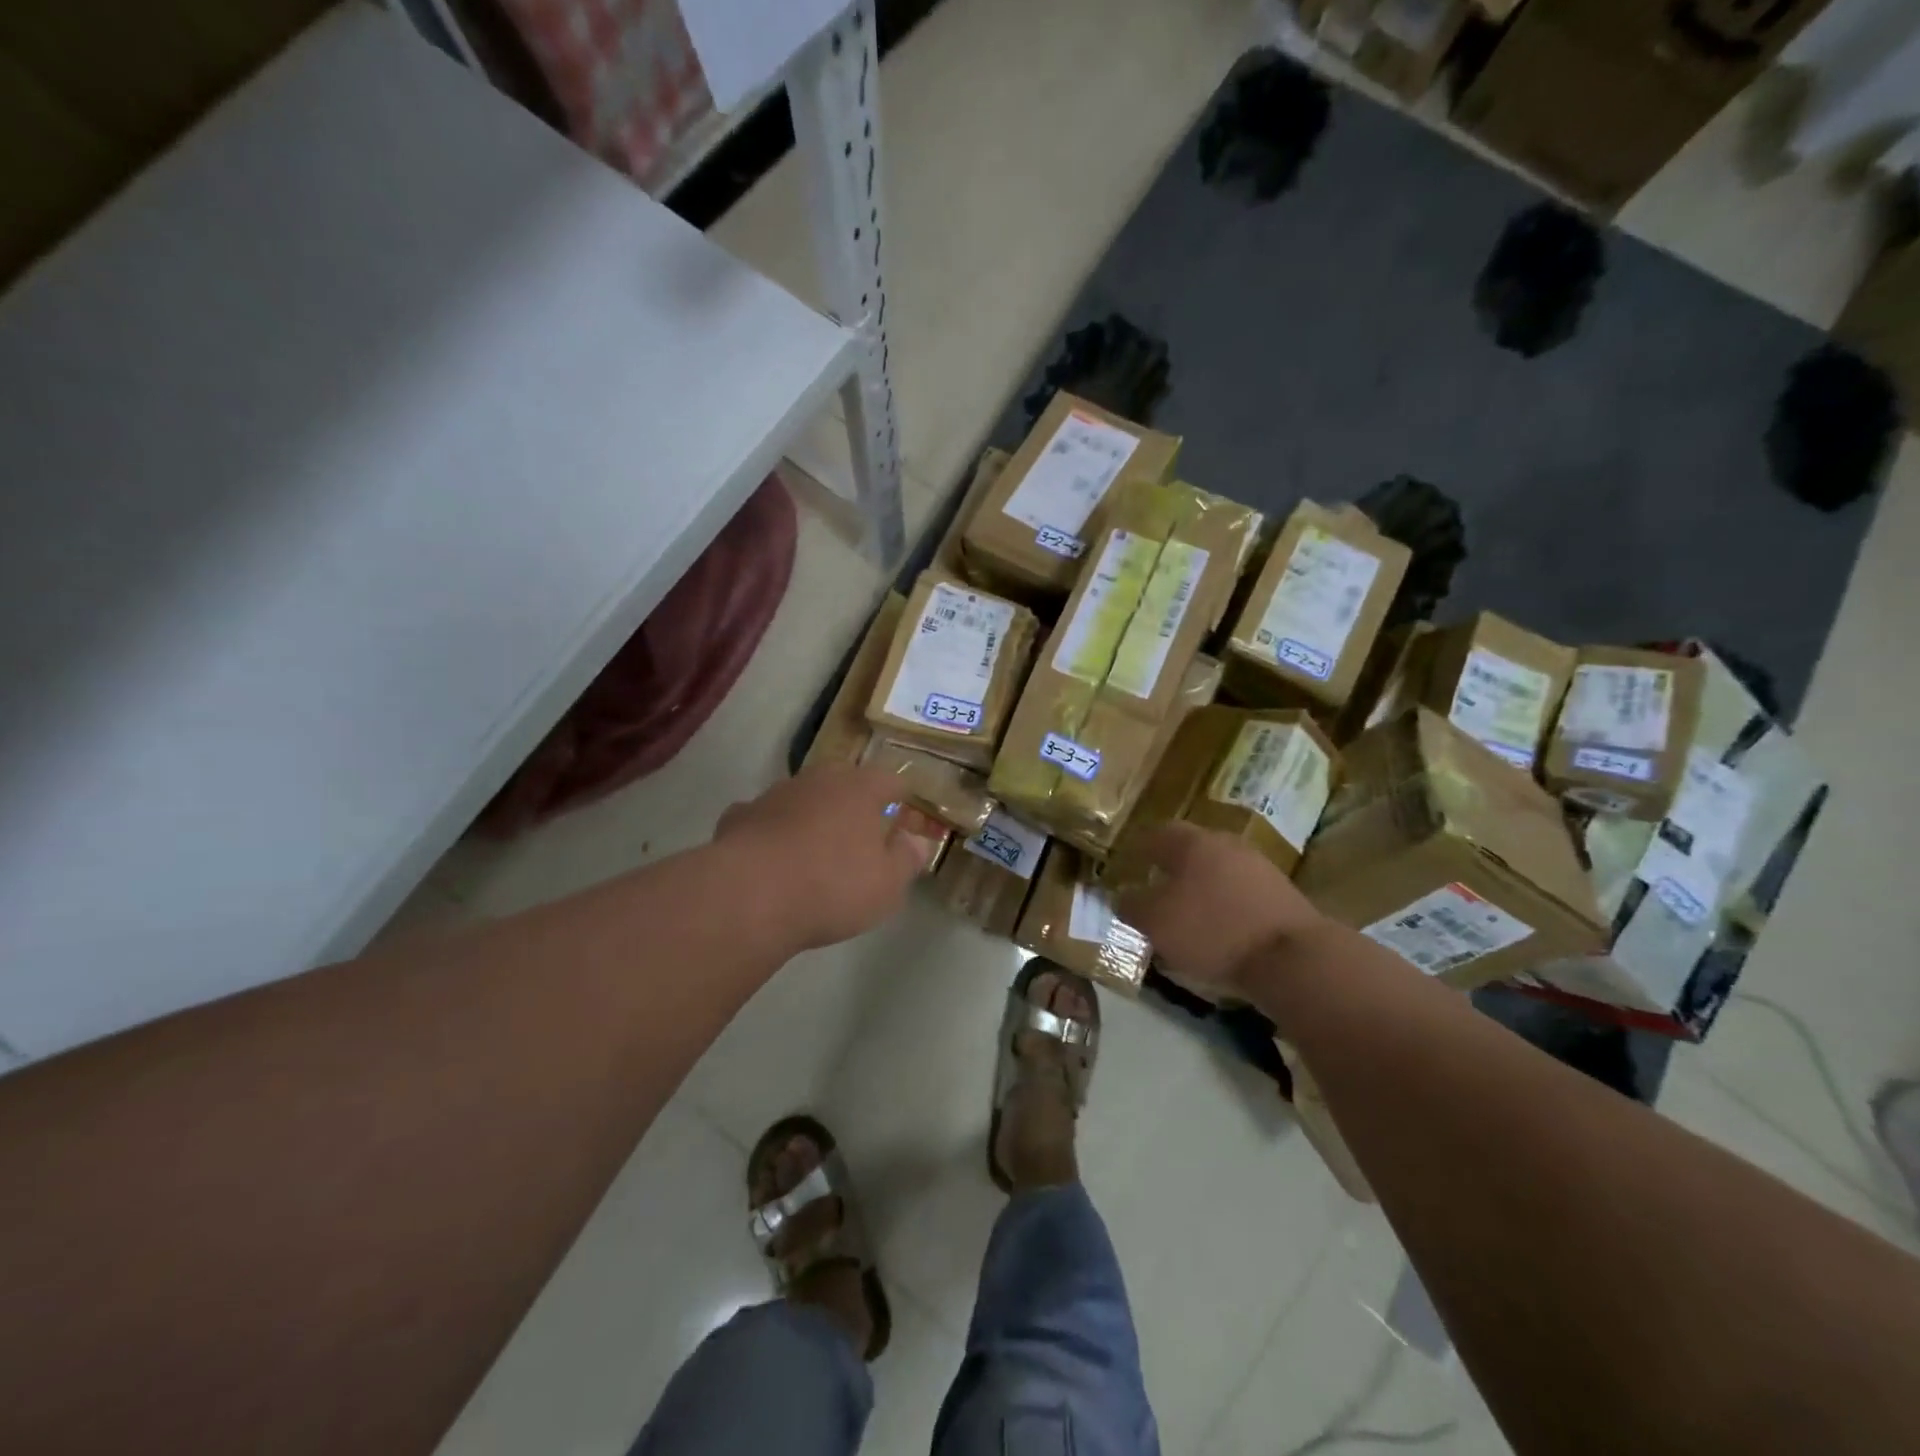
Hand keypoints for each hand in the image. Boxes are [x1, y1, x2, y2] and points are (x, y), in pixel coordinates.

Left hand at [715, 766, 941, 951]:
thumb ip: (906, 858)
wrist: (749, 896)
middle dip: (855, 805)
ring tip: (816, 852)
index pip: (890, 781)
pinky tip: (773, 859)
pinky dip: (773, 833)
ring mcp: (775, 795)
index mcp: (861, 789)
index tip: (905, 818)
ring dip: (813, 817)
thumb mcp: (887, 884)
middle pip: (844, 784)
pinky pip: (766, 820)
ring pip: (803, 799)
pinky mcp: (740, 817)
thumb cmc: (833, 886)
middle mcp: (818, 780)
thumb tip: (916, 841)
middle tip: (862, 836)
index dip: (901, 800)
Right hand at [1115, 823, 1329, 999]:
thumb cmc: (1212, 930)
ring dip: (1201, 887)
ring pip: (1218, 870)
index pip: (1158, 833)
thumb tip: (1120, 896)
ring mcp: (1259, 867)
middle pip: (1192, 849)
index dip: (1140, 848)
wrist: (1292, 957)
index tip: (1128, 863)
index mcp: (1193, 843)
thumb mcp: (1156, 922)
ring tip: (1187, 913)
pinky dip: (1225, 905)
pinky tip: (1220, 929)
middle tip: (1155, 888)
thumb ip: (1132, 905)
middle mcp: (1227, 845)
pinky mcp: (1282, 894)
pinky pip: (1241, 892)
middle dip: (1172, 867)